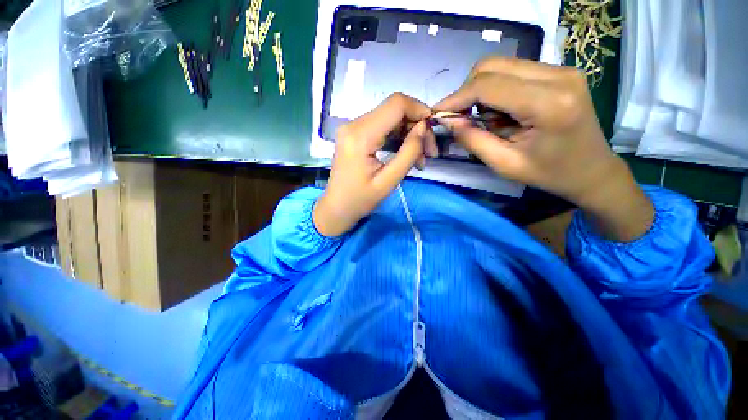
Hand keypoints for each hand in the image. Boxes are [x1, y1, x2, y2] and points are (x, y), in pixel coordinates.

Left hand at [313, 93, 436, 236]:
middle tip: (429, 152)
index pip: (396, 104)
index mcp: (360, 135)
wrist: (337, 207)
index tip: (433, 131)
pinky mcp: (355, 134)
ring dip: (409, 134)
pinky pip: (382, 127)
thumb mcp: (388, 181)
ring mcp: (353, 127)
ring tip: (419, 158)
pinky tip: (406, 154)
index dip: (419, 110)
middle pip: (394, 110)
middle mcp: (354, 124)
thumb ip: (408, 153)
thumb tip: (424, 128)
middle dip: (417, 127)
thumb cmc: (360, 200)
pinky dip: (398, 137)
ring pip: (390, 118)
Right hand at [434, 57, 652, 241]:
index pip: (488, 85)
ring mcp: (561, 69)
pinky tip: (501, 112)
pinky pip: (513, 71)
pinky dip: (496, 91)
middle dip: (467, 92)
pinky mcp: (559, 71)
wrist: (592, 169)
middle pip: (492, 66)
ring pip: (501, 66)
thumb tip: (448, 121)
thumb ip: (473, 140)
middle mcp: (557, 75)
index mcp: (548, 103)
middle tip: (461, 118)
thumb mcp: (504, 164)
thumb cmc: (549, 173)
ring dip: (482, 92)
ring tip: (486, 120)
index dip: (457, 97)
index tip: (438, 113)